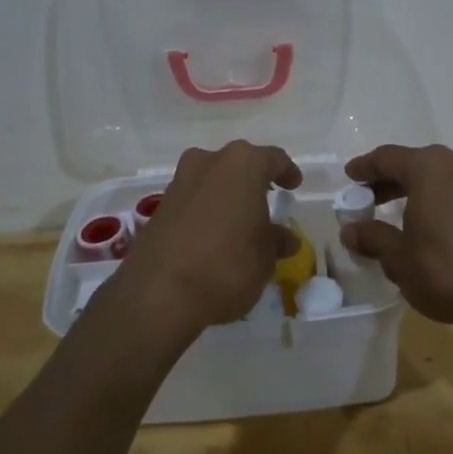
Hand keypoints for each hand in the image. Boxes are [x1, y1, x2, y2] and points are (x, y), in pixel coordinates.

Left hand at [113, 141, 301, 335]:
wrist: (159, 294)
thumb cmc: (228, 265)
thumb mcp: (265, 257)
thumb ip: (276, 241)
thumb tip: (284, 238)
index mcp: (241, 165)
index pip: (272, 158)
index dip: (286, 171)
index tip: (294, 186)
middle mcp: (207, 163)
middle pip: (237, 164)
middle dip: (252, 181)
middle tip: (265, 200)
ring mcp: (178, 184)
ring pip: (210, 181)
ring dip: (225, 196)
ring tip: (238, 222)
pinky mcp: (158, 209)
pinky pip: (191, 202)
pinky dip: (205, 212)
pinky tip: (213, 237)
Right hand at [340, 144, 452, 334]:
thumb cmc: (446, 269)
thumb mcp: (399, 258)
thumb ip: (373, 238)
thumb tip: (351, 231)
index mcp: (429, 167)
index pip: (387, 158)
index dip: (364, 168)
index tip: (349, 178)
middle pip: (414, 164)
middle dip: (388, 180)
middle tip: (367, 200)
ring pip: (438, 177)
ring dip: (414, 191)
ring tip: (396, 214)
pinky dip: (437, 201)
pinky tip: (429, 226)